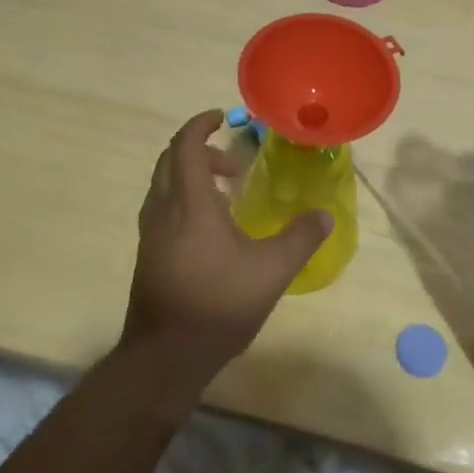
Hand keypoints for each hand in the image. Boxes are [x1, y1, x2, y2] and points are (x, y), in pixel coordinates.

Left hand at [119, 110, 333, 401]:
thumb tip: (325, 214)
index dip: (200, 124)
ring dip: (192, 175)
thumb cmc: (217, 304)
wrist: (164, 355)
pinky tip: (211, 229)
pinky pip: (163, 206)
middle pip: (171, 159)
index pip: (185, 144)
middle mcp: (163, 208)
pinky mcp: (148, 252)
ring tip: (227, 195)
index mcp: (189, 202)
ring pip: (164, 183)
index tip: (222, 117)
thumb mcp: (270, 271)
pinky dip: (184, 198)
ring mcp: (150, 231)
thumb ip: (300, 238)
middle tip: (234, 163)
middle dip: (200, 150)